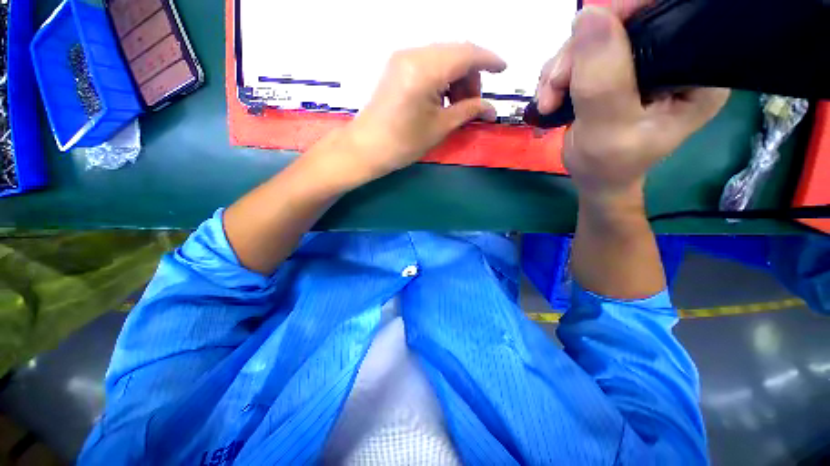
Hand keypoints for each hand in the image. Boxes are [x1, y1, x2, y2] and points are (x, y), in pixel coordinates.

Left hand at [340, 43, 506, 182]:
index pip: (467, 53)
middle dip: (471, 75)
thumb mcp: (439, 128)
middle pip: (455, 53)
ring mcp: (402, 58)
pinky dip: (442, 78)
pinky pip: (428, 63)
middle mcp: (413, 54)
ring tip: (458, 106)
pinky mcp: (396, 66)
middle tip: (474, 105)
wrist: (366, 148)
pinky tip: (442, 99)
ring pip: (442, 57)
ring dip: (457, 77)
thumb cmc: (403, 143)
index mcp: (425, 69)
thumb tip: (491, 109)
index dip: (489, 60)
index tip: (503, 70)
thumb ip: (468, 111)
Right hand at [536, 5, 729, 202]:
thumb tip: (589, 15)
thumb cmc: (606, 166)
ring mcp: (642, 62)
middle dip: (577, 54)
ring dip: (561, 68)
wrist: (593, 179)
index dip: (622, 15)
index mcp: (695, 72)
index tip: (581, 40)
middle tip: (553, 89)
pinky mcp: (617, 69)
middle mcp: (674, 58)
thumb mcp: (606, 130)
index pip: (666, 16)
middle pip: (623, 24)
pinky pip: (582, 54)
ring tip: (548, 100)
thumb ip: (602, 80)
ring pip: (595, 38)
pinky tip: (550, 96)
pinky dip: (558, 74)